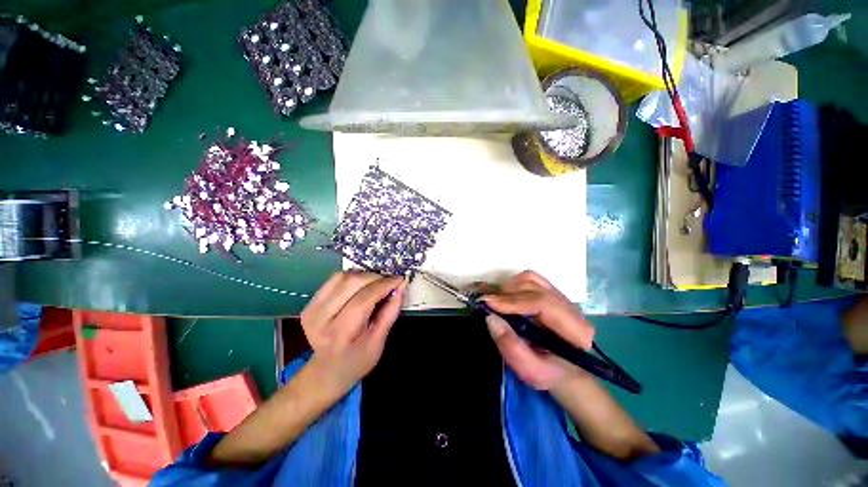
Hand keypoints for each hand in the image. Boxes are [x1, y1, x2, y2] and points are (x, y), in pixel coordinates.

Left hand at [300, 271, 406, 392]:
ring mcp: (311, 308)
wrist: (328, 370)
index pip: (364, 299)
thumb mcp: (379, 342)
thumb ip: (390, 312)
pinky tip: (362, 285)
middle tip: (389, 281)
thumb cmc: (357, 360)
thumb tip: (400, 286)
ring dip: (364, 275)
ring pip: (342, 277)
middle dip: (375, 277)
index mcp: (339, 334)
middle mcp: (320, 318)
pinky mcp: (310, 303)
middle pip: (351, 283)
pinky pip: (334, 279)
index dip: (384, 285)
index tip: (399, 279)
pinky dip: (353, 277)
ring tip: (377, 284)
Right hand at [482, 271, 594, 390]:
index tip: (489, 303)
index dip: (513, 300)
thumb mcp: (530, 371)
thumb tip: (491, 318)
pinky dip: (512, 285)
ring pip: (531, 279)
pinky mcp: (550, 293)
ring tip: (494, 301)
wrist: (564, 370)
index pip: (543, 303)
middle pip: (535, 286)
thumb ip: (512, 348)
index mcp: (575, 328)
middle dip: (506, 292)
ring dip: (508, 287)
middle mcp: (570, 307)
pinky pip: (529, 280)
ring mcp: (560, 297)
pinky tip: (503, 297)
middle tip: (485, 303)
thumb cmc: (549, 373)